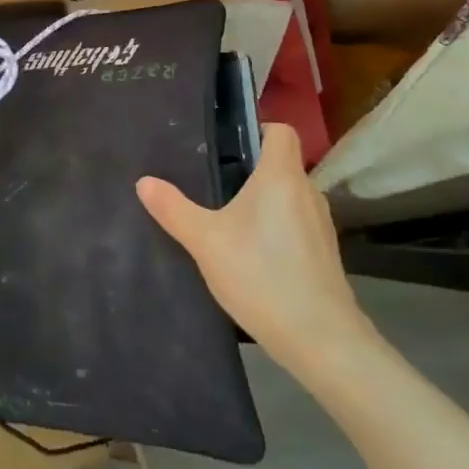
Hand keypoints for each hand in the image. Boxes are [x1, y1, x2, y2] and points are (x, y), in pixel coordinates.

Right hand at [136, 123, 363, 372]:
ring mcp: (321, 225)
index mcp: (281, 176)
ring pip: (289, 196)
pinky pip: (296, 223)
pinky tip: (251, 253)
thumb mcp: (205, 241)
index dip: (257, 129)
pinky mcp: (324, 253)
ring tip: (227, 218)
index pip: (281, 131)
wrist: (320, 338)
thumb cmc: (261, 275)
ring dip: (263, 201)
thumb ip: (173, 209)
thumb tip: (144, 181)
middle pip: (281, 164)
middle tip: (212, 183)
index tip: (226, 145)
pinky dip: (276, 227)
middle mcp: (307, 192)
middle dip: (250, 170)